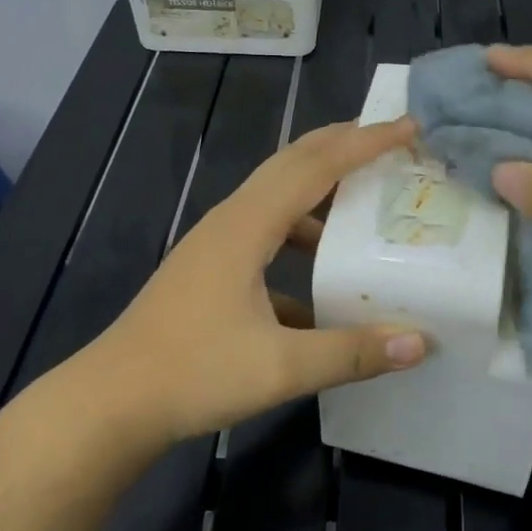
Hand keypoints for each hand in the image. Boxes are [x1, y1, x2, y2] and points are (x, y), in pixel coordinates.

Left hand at [78, 118, 428, 444]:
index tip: (408, 126)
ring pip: (276, 197)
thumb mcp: (281, 367)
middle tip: (390, 139)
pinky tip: (321, 278)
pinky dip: (299, 236)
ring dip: (320, 189)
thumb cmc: (192, 374)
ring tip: (364, 197)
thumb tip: (420, 344)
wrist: (111, 404)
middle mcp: (231, 221)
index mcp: (247, 226)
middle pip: (292, 164)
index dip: (364, 143)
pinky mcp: (210, 268)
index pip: (316, 167)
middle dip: (341, 145)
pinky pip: (265, 234)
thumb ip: (352, 353)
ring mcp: (216, 244)